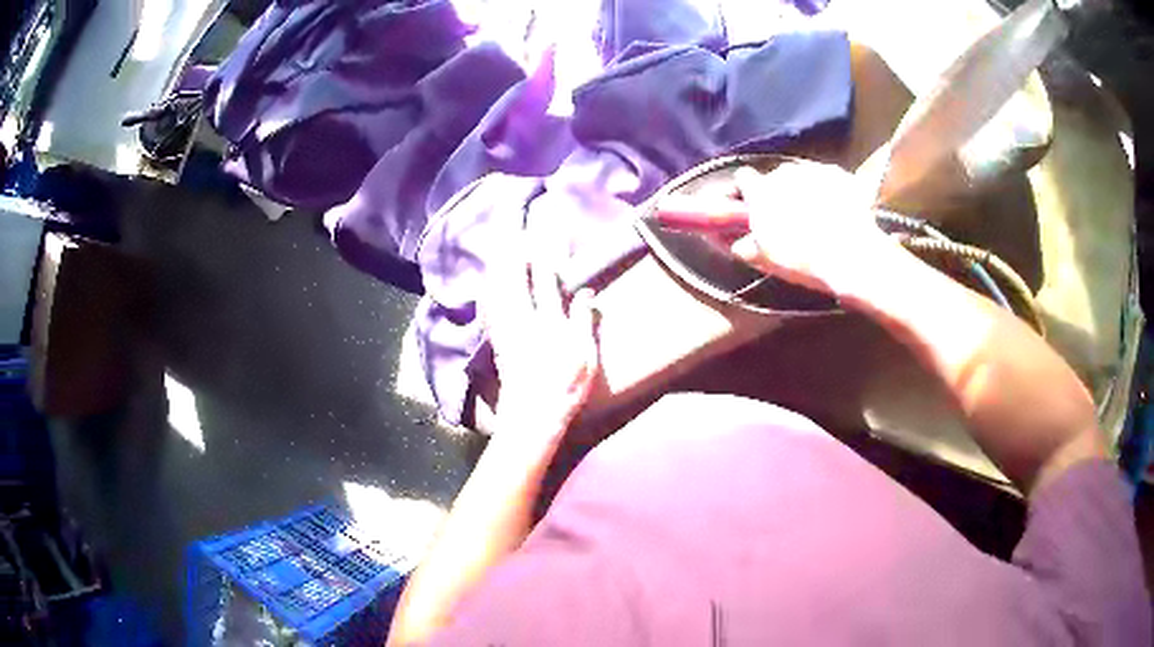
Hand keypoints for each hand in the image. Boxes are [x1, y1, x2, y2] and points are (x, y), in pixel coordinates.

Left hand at [484, 246, 599, 434]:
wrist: (532, 416)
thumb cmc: (565, 388)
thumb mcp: (586, 357)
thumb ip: (584, 322)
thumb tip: (585, 291)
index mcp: (550, 322)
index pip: (548, 279)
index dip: (547, 252)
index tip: (547, 231)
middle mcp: (524, 319)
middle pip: (515, 277)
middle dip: (515, 250)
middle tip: (515, 227)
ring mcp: (507, 329)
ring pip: (498, 289)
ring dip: (499, 264)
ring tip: (500, 244)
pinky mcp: (497, 340)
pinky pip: (489, 307)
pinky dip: (489, 289)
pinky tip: (487, 281)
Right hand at [729, 162, 895, 295]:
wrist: (851, 257)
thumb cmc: (804, 260)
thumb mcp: (768, 260)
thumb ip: (749, 248)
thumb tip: (741, 245)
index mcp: (761, 192)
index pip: (744, 177)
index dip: (748, 189)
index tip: (753, 203)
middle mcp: (785, 173)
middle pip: (778, 176)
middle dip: (782, 191)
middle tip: (791, 217)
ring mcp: (815, 171)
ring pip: (806, 175)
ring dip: (808, 189)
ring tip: (820, 216)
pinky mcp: (842, 175)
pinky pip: (833, 179)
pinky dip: (834, 191)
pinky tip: (841, 212)